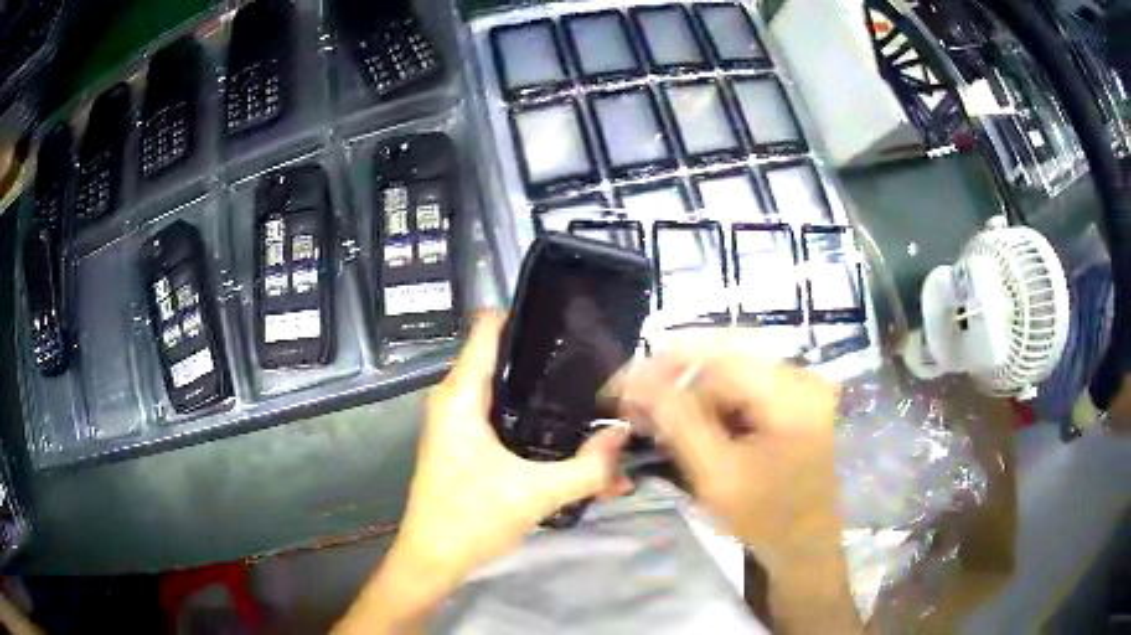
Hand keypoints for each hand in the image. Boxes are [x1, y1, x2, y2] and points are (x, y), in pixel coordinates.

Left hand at [397, 313, 630, 583]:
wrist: (432, 559)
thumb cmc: (470, 520)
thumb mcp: (536, 494)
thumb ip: (588, 468)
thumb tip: (626, 435)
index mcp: (461, 397)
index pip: (487, 329)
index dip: (525, 314)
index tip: (567, 316)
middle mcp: (454, 400)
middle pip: (501, 356)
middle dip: (544, 354)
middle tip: (592, 356)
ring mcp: (456, 422)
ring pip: (502, 387)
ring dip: (539, 388)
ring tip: (586, 386)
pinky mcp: (463, 443)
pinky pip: (498, 413)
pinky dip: (528, 414)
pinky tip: (561, 426)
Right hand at [618, 342, 859, 631]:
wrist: (809, 541)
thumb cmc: (766, 520)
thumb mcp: (716, 477)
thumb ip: (678, 423)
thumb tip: (637, 381)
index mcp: (790, 395)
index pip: (715, 357)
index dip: (662, 367)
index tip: (621, 390)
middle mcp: (801, 376)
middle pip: (723, 356)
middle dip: (674, 378)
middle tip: (637, 406)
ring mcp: (802, 384)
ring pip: (731, 368)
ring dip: (691, 390)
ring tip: (660, 418)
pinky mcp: (797, 396)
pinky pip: (745, 383)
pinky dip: (713, 399)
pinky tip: (693, 422)